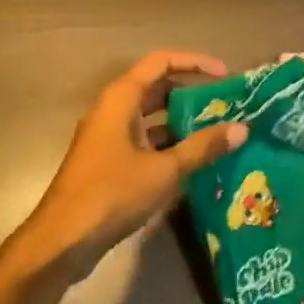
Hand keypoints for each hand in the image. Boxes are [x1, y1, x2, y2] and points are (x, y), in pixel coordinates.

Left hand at [15, 50, 248, 283]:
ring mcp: (109, 136)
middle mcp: (113, 110)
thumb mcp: (164, 170)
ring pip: (151, 117)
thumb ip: (202, 147)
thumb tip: (241, 129)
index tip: (225, 75)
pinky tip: (194, 161)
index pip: (161, 61)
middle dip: (192, 93)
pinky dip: (169, 144)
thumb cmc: (111, 194)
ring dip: (182, 121)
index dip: (195, 62)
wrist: (62, 241)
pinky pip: (145, 140)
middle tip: (225, 105)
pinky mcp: (109, 161)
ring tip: (217, 131)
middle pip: (157, 87)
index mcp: (121, 99)